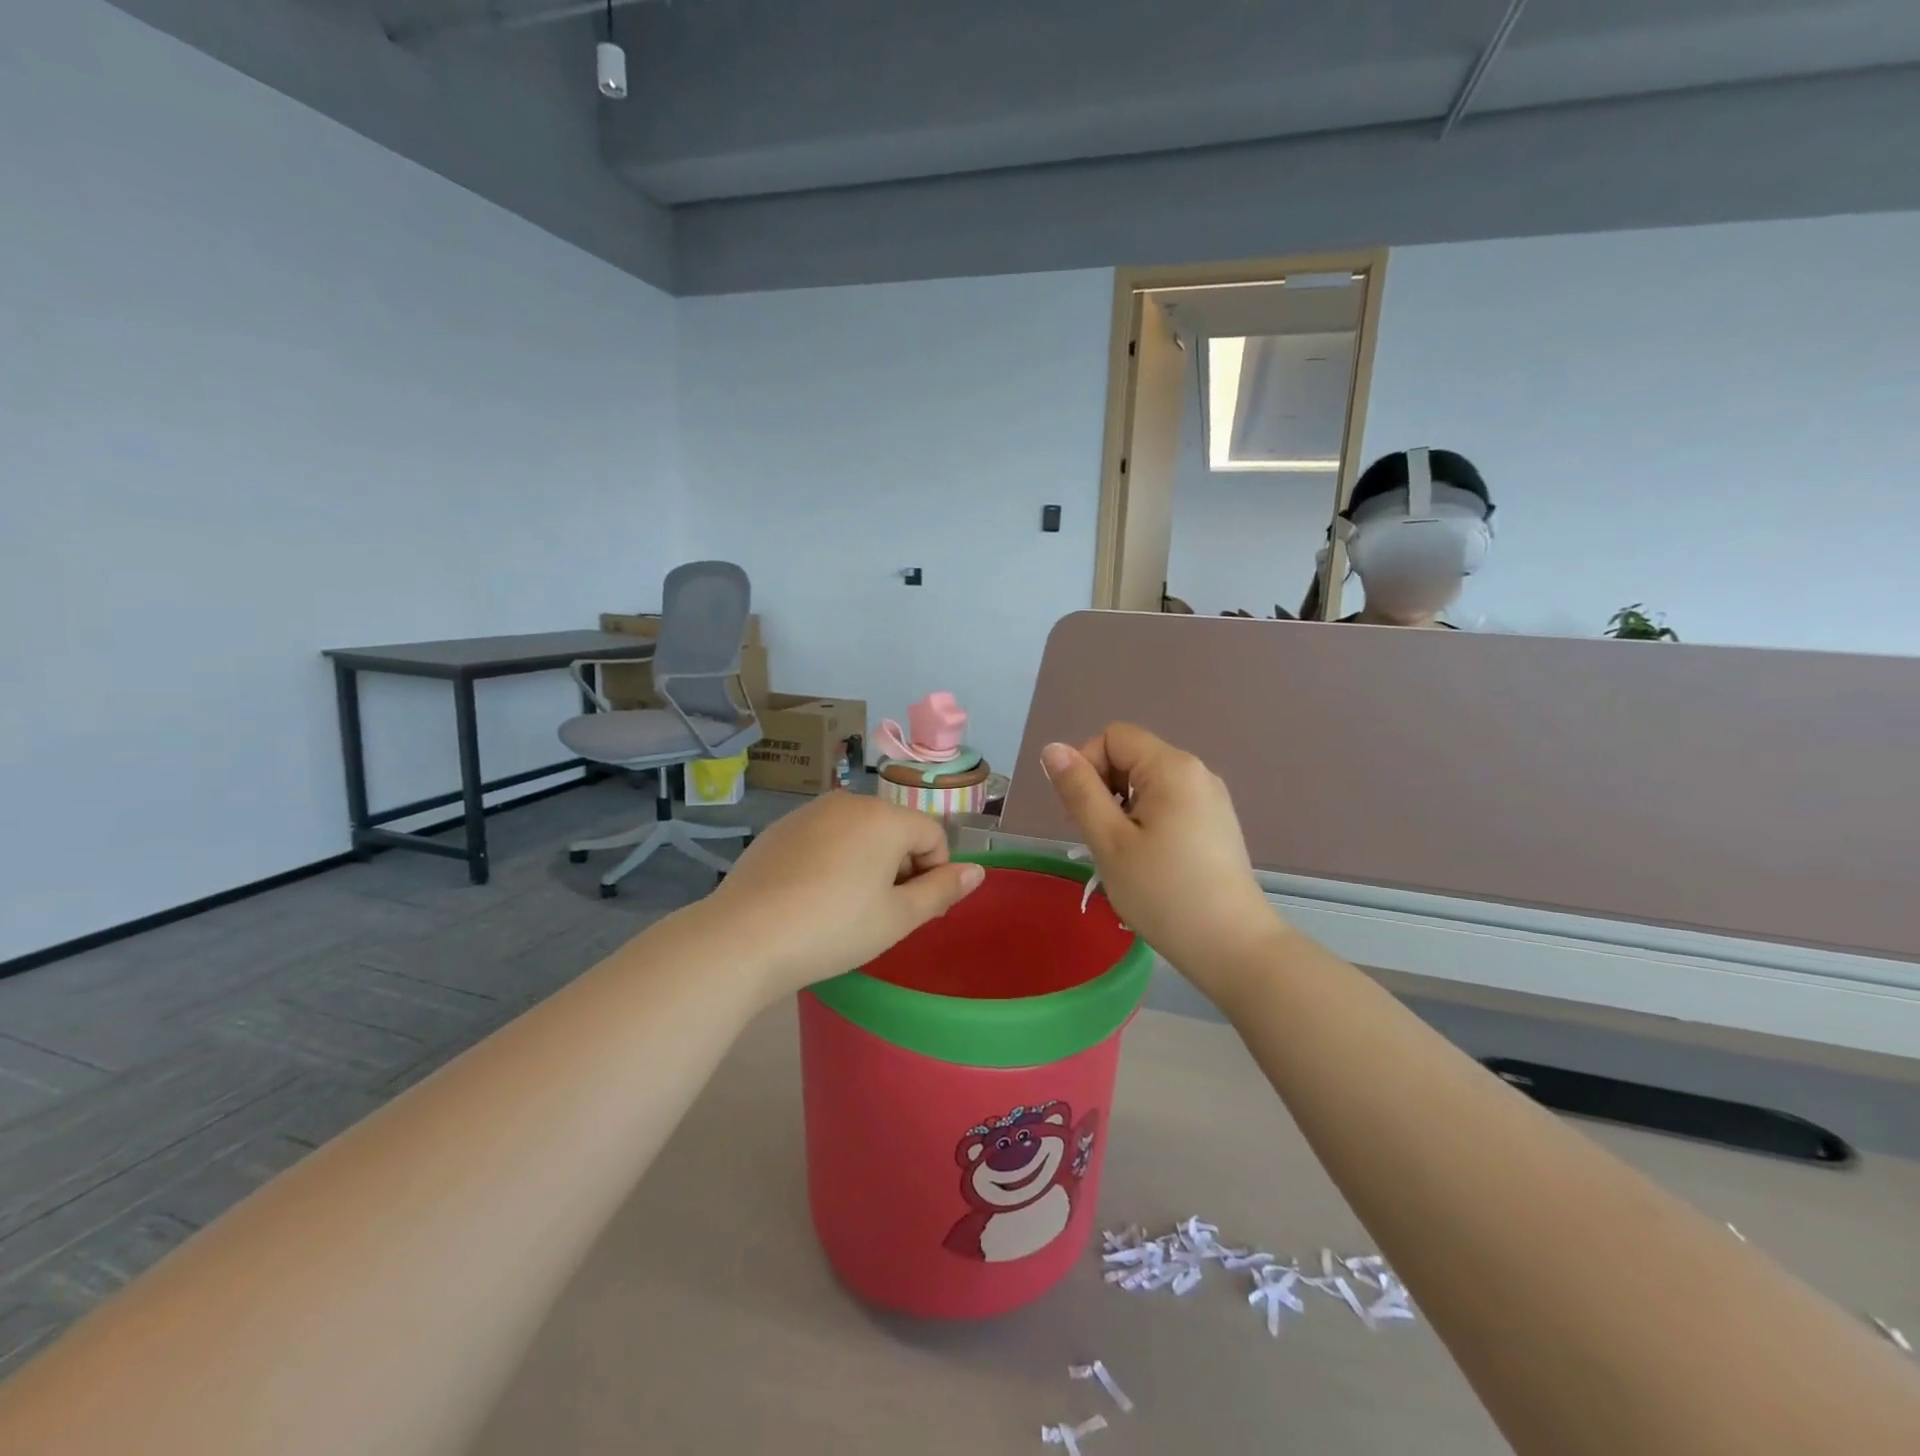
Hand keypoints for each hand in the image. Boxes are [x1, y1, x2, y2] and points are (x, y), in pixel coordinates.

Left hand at [705, 791, 984, 1000]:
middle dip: (899, 867)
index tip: (912, 912)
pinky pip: (824, 838)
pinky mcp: (780, 828)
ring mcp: (810, 812)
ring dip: (866, 864)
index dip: (934, 875)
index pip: (933, 836)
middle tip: (880, 915)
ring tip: (844, 908)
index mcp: (885, 817)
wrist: (744, 937)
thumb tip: (978, 871)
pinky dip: (831, 861)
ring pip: (858, 833)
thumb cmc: (834, 928)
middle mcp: (849, 802)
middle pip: (895, 830)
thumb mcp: (897, 917)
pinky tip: (811, 898)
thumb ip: (942, 890)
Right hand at [1041, 725, 1281, 994]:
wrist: (1233, 947)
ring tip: (1121, 854)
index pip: (1113, 736)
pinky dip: (1146, 820)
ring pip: (1148, 782)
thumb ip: (1079, 790)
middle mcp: (1196, 771)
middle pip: (1131, 756)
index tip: (1081, 813)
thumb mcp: (1109, 841)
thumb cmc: (1163, 893)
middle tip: (1096, 839)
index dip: (1086, 765)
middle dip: (1103, 787)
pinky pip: (1169, 802)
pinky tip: (1147, 860)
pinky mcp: (1216, 822)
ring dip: (1122, 807)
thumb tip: (1052, 748)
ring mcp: (1210, 798)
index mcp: (1172, 767)